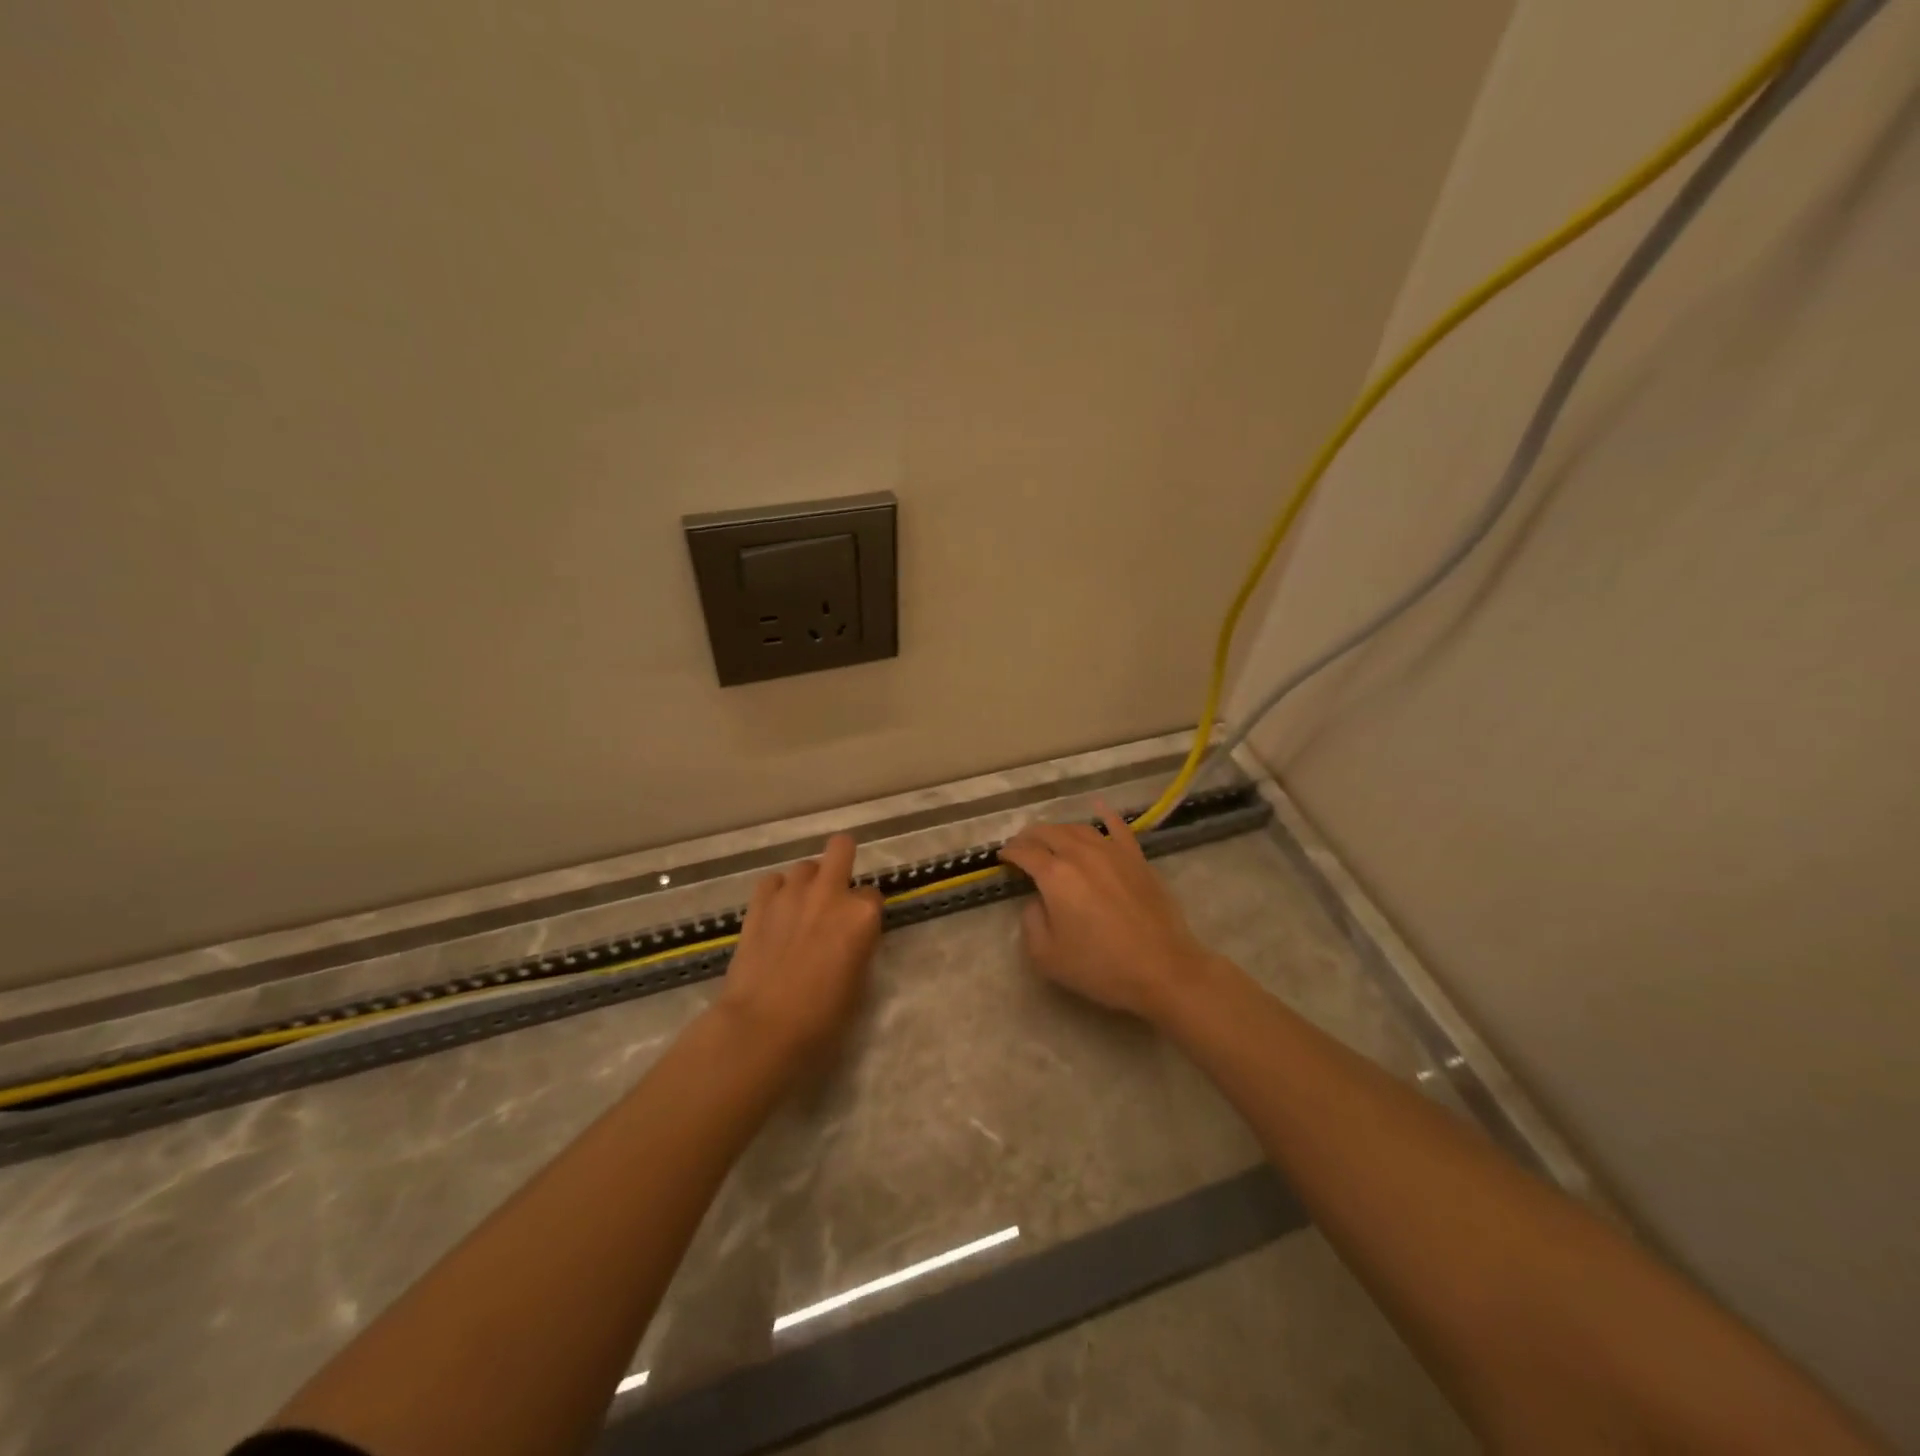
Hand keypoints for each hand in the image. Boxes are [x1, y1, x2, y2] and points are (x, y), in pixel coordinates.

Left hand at [715, 834, 884, 1064]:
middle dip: (842, 860)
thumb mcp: (859, 982)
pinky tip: (775, 913)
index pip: (873, 895)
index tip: (858, 929)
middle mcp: (830, 893)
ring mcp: (792, 893)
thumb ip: (859, 946)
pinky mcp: (759, 902)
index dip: (866, 912)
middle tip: (835, 889)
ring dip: (807, 883)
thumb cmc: (822, 1017)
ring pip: (805, 866)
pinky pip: (772, 881)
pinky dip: (776, 892)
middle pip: (841, 848)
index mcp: (862, 914)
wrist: (762, 1026)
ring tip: (800, 909)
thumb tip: (850, 937)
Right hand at [997, 800, 1219, 1023]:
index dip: (1010, 852)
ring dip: (1059, 829)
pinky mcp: (1137, 858)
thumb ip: (1031, 922)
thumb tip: (1037, 901)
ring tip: (1051, 836)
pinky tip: (1099, 807)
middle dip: (1030, 836)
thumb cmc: (1100, 967)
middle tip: (1022, 845)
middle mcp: (1080, 854)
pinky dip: (1105, 814)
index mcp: (1055, 876)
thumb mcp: (1047, 956)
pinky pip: (1118, 827)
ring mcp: (1112, 852)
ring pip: (1079, 828)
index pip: (1025, 853)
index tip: (1003, 856)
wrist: (1162, 969)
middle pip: (1049, 833)